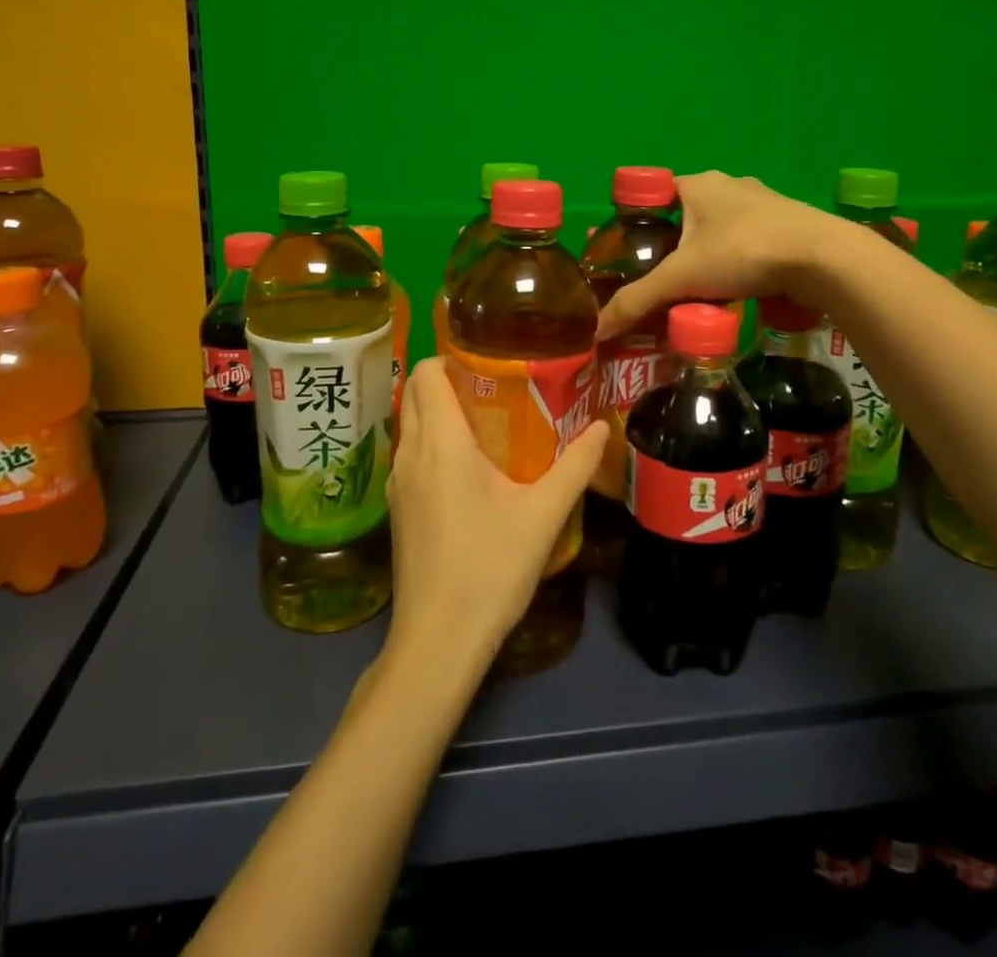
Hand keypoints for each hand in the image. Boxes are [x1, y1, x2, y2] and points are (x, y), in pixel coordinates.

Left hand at [384, 360, 608, 676]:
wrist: (438, 641)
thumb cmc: (490, 567)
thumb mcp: (543, 514)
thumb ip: (574, 466)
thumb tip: (600, 428)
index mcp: (440, 442)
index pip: (425, 371)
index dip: (451, 356)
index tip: (488, 360)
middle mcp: (410, 453)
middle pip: (414, 392)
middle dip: (447, 379)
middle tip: (495, 388)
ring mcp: (397, 483)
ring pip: (410, 424)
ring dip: (439, 412)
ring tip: (487, 424)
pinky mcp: (397, 509)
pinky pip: (410, 455)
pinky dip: (432, 444)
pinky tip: (468, 471)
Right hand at [598, 172, 833, 340]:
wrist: (824, 260)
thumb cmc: (744, 252)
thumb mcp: (682, 278)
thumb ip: (638, 301)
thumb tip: (597, 330)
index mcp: (698, 184)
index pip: (655, 195)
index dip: (638, 222)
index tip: (629, 254)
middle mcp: (730, 185)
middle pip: (687, 216)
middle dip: (673, 247)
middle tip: (659, 280)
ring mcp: (764, 204)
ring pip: (720, 231)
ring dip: (707, 257)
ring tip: (694, 291)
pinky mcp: (788, 227)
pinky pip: (748, 243)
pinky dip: (736, 264)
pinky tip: (734, 291)